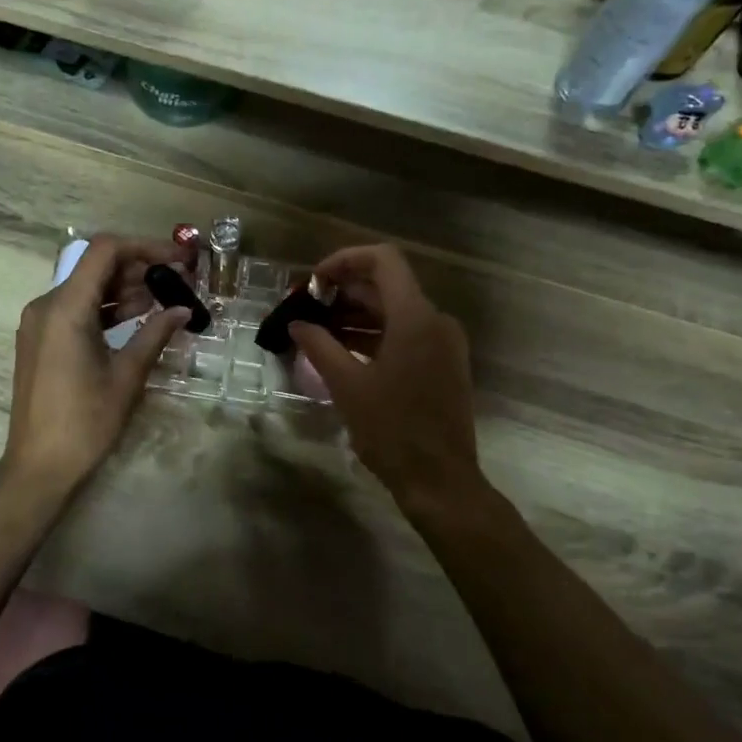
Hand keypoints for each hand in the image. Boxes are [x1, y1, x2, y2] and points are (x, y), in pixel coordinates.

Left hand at [2, 235, 192, 495]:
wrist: (39, 466)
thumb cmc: (85, 422)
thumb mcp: (127, 376)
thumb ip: (154, 334)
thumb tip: (183, 310)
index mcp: (65, 308)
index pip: (105, 251)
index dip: (144, 246)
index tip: (178, 259)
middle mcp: (46, 306)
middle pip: (95, 266)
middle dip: (138, 268)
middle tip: (177, 280)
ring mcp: (40, 323)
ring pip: (86, 287)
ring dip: (124, 288)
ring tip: (163, 299)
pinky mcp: (41, 340)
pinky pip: (76, 309)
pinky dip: (106, 308)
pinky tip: (137, 318)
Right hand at [288, 244, 481, 509]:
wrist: (440, 481)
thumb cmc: (392, 431)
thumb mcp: (347, 386)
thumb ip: (319, 346)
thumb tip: (297, 324)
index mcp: (416, 317)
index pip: (383, 260)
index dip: (345, 260)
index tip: (315, 282)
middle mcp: (435, 321)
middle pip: (387, 286)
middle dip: (344, 292)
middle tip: (306, 310)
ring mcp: (443, 343)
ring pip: (395, 312)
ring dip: (356, 316)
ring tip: (316, 331)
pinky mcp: (443, 364)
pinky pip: (406, 334)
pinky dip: (374, 335)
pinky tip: (342, 352)